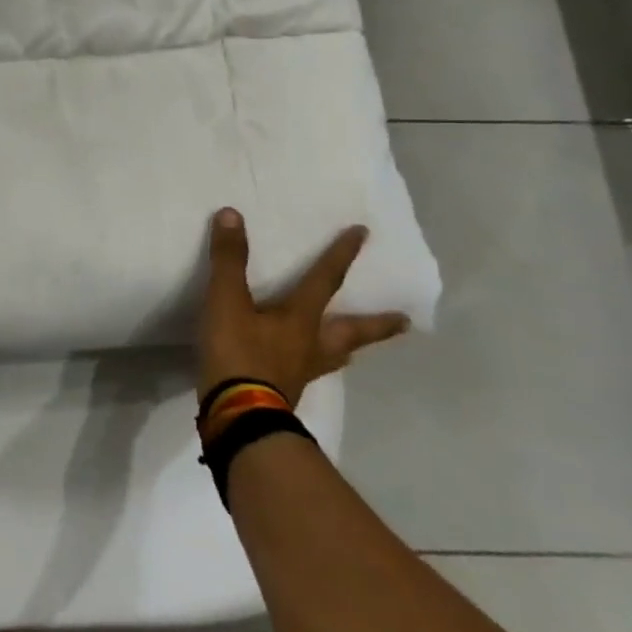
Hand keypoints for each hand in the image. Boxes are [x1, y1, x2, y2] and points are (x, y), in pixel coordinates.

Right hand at [199, 208, 409, 408]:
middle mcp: (310, 344)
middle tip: (405, 321)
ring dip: (348, 349)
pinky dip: (312, 365)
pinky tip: (304, 368)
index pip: (325, 279)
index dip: (341, 254)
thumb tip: (232, 214)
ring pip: (335, 356)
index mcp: (301, 318)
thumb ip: (229, 260)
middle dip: (377, 323)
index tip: (363, 234)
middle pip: (352, 331)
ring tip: (355, 349)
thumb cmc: (238, 354)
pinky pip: (309, 372)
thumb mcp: (227, 301)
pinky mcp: (286, 391)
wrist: (238, 417)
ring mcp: (301, 371)